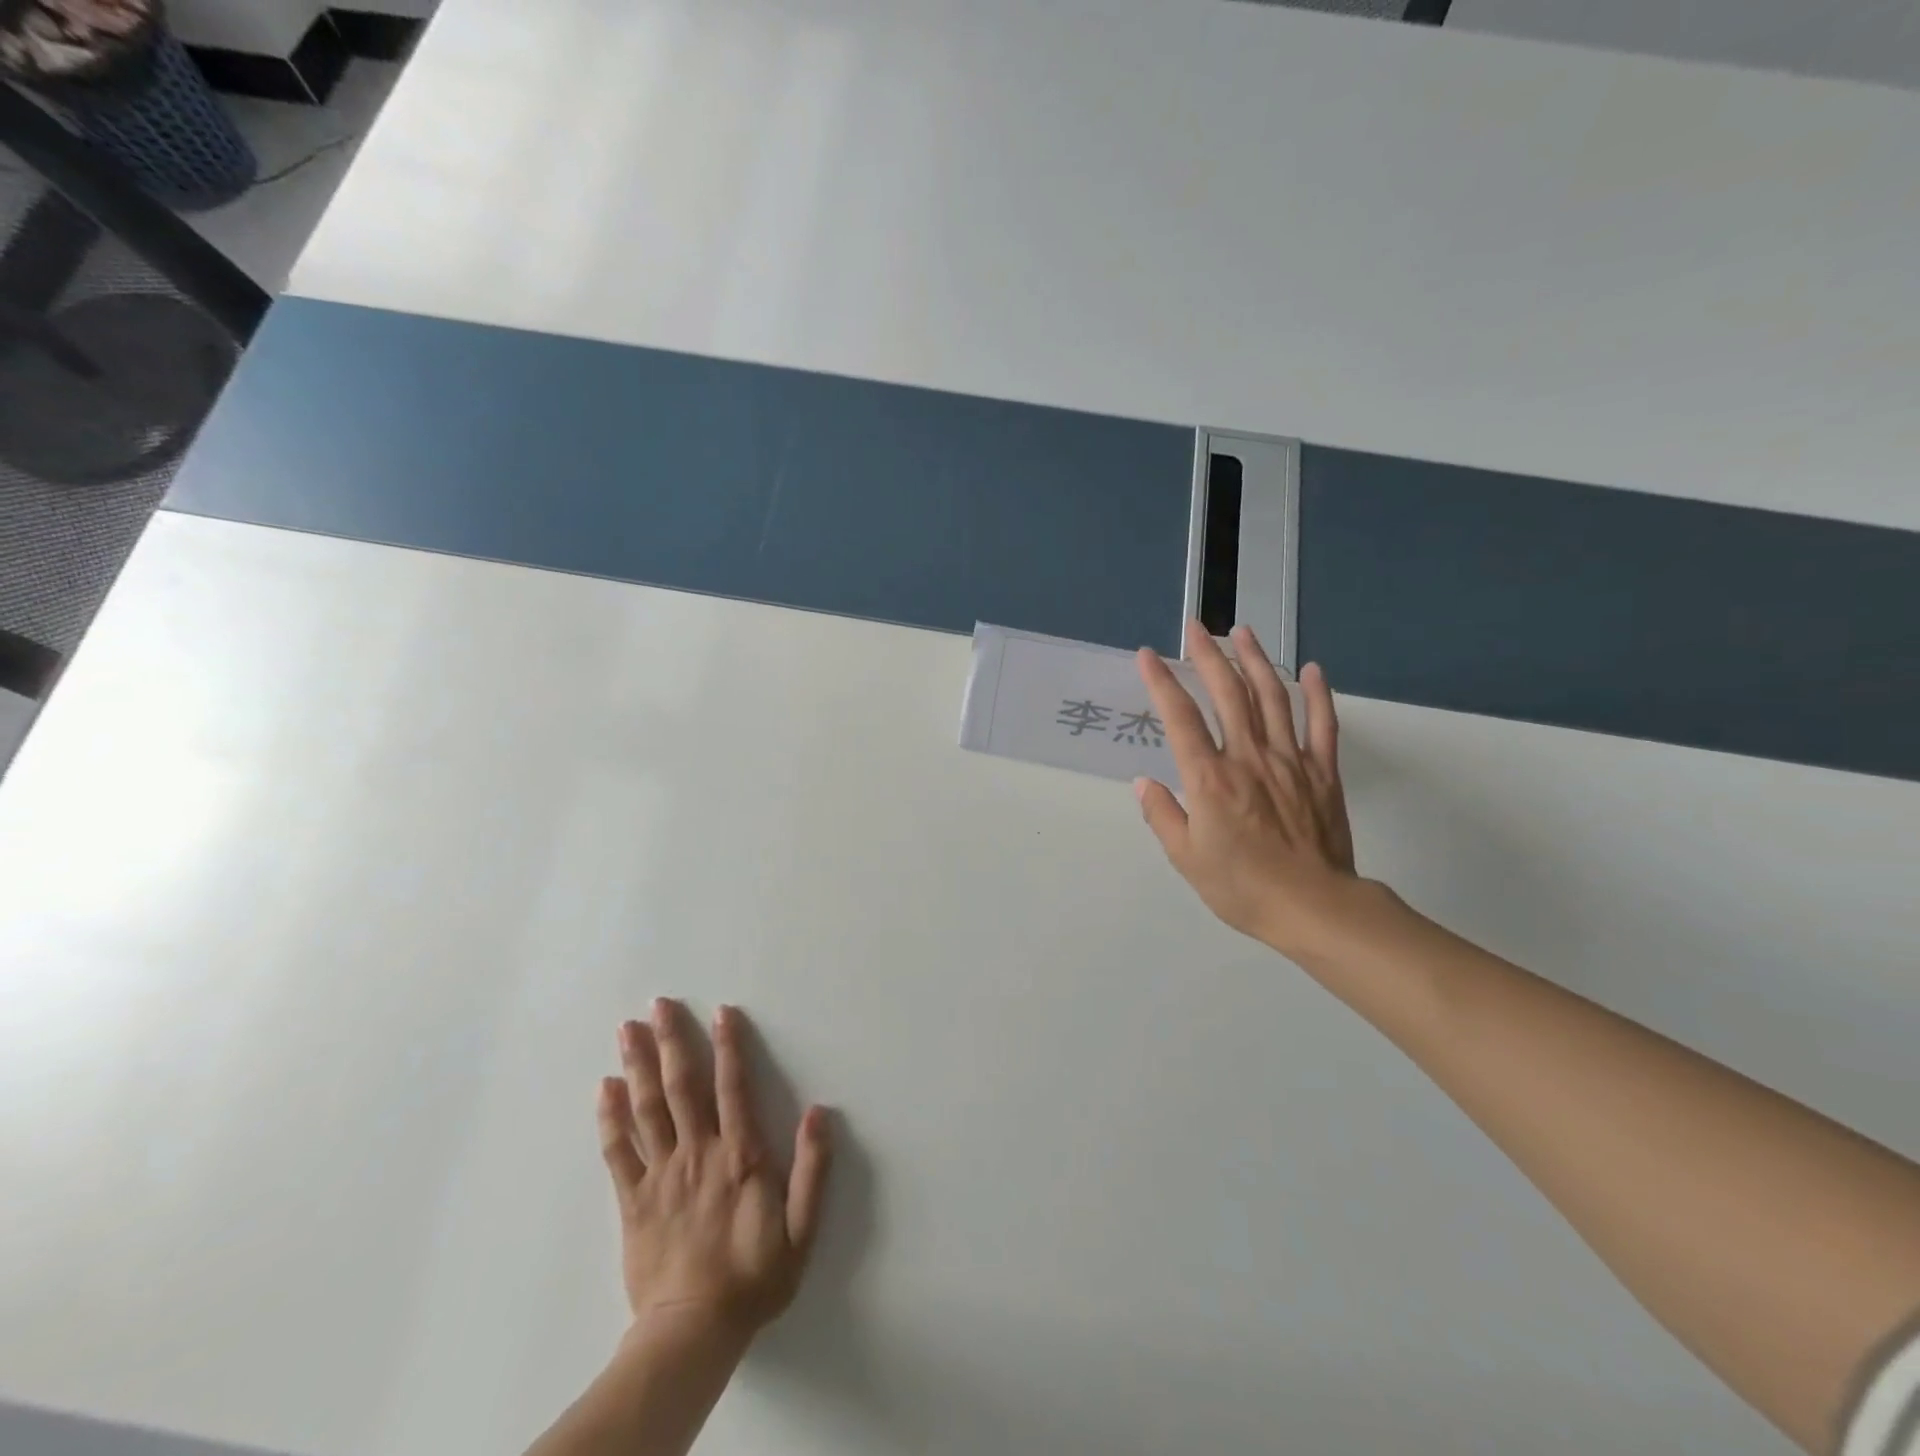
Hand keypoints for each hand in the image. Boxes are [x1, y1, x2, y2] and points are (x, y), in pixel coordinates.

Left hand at [598, 999, 831, 1342]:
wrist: (692, 1334)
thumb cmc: (753, 1278)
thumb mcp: (801, 1230)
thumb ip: (813, 1170)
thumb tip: (819, 1112)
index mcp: (739, 1156)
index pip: (733, 1087)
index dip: (729, 1046)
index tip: (721, 1011)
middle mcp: (698, 1153)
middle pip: (681, 1086)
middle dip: (671, 1040)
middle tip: (658, 1004)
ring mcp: (660, 1175)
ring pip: (646, 1109)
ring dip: (637, 1065)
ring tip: (627, 1029)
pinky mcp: (632, 1200)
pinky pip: (618, 1151)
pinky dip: (610, 1117)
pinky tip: (604, 1088)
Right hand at [1134, 621, 1360, 960]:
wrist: (1314, 906)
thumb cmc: (1242, 886)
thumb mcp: (1186, 858)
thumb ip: (1163, 815)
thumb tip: (1144, 782)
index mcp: (1210, 778)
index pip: (1180, 718)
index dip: (1162, 682)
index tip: (1148, 655)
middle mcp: (1247, 757)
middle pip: (1227, 693)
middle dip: (1209, 654)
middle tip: (1196, 626)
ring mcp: (1290, 760)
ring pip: (1272, 697)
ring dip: (1255, 661)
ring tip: (1242, 632)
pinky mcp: (1322, 772)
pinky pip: (1322, 724)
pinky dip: (1317, 694)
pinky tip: (1310, 670)